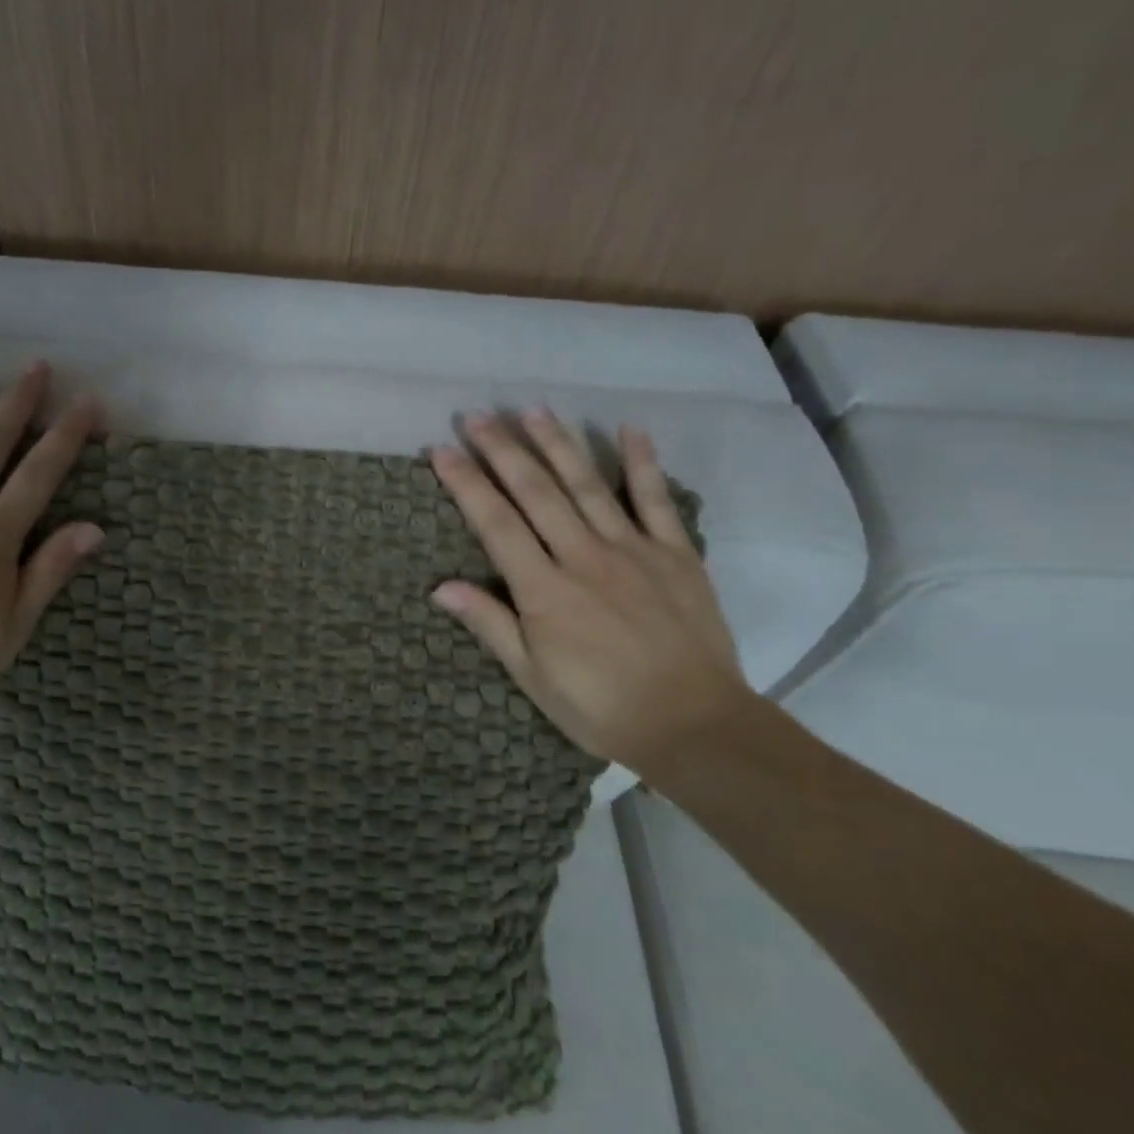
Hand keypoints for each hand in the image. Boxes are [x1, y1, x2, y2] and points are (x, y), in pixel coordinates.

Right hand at [429, 410, 750, 775]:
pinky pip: (656, 500)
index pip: (495, 524)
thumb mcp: (532, 676)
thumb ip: (490, 624)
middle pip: (536, 492)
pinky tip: (629, 429)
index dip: (466, 484)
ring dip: (558, 444)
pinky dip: (642, 463)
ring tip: (532, 409)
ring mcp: (633, 550)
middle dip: (503, 450)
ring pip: (587, 485)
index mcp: (544, 590)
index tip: (443, 449)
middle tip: (478, 415)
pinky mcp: (676, 554)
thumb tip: (440, 587)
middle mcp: (583, 557)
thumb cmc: (600, 707)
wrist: (693, 724)